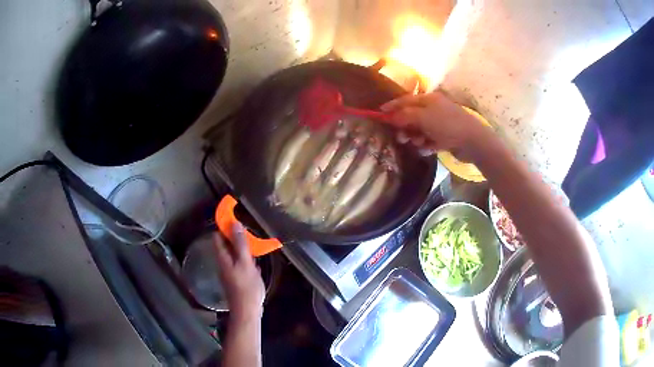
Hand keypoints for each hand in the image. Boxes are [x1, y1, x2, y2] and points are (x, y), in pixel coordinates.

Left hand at [214, 223, 264, 321]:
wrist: (247, 311)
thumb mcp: (245, 263)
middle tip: (250, 235)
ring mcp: (229, 273)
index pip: (218, 237)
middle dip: (236, 238)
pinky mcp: (236, 280)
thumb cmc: (246, 287)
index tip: (237, 220)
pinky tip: (256, 264)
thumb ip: (240, 244)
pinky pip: (239, 265)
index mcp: (222, 258)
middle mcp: (223, 264)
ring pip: (233, 255)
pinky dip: (246, 261)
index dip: (225, 227)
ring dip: (242, 250)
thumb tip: (234, 223)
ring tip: (255, 247)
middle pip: (226, 246)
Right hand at [380, 91, 490, 161]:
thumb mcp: (422, 117)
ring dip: (416, 137)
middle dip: (405, 126)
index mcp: (428, 99)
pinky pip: (430, 139)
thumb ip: (404, 115)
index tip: (380, 114)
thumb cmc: (447, 124)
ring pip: (420, 129)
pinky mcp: (446, 136)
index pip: (405, 100)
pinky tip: (428, 149)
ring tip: (418, 144)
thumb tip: (390, 116)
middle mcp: (433, 109)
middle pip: (412, 116)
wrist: (473, 140)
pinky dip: (427, 144)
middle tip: (401, 137)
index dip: (392, 106)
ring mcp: (440, 123)